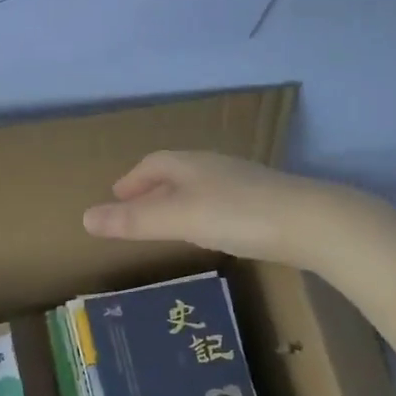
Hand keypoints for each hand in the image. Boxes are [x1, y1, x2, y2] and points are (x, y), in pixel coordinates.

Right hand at [82, 150, 323, 263]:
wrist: (311, 223)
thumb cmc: (236, 215)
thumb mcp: (177, 219)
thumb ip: (133, 221)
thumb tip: (84, 218)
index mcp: (190, 165)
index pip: (153, 164)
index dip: (131, 181)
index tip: (116, 197)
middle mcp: (215, 167)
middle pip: (176, 173)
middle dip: (152, 189)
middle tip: (135, 210)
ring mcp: (243, 183)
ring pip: (200, 186)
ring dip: (178, 201)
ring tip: (167, 222)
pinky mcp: (264, 202)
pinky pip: (221, 201)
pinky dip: (203, 212)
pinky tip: (211, 232)